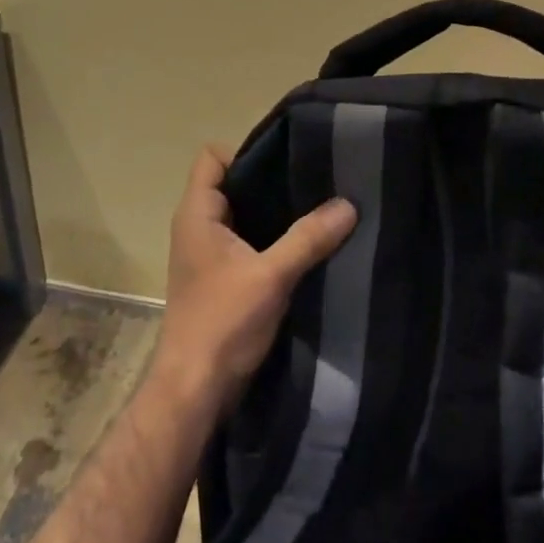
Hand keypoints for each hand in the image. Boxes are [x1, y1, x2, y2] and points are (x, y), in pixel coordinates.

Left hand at [152, 147, 357, 413]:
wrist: (194, 391)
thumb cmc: (223, 323)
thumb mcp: (271, 276)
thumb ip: (308, 238)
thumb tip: (348, 205)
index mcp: (197, 213)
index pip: (212, 157)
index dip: (246, 151)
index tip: (287, 160)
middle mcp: (197, 226)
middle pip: (231, 183)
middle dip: (270, 181)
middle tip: (314, 180)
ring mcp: (207, 254)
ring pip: (242, 215)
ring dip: (274, 213)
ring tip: (317, 208)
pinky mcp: (220, 278)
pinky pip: (247, 242)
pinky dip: (271, 239)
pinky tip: (304, 246)